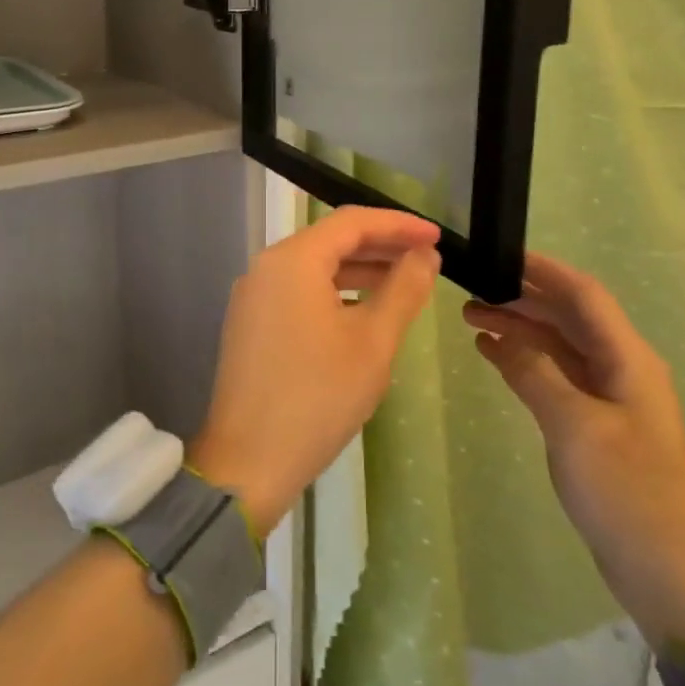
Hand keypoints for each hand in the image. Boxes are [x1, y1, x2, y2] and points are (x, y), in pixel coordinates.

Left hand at [190, 207, 440, 533]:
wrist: (248, 463)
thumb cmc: (317, 397)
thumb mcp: (372, 342)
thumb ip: (403, 289)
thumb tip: (425, 256)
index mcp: (293, 260)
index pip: (352, 222)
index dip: (398, 224)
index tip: (436, 238)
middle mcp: (266, 267)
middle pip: (331, 240)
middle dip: (381, 246)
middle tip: (426, 258)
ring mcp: (254, 296)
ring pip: (315, 268)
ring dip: (359, 271)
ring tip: (403, 284)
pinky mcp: (251, 324)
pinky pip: (299, 292)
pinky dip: (334, 293)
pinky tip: (363, 313)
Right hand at [464, 253, 684, 651]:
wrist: (666, 573)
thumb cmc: (626, 492)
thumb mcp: (574, 427)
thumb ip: (535, 372)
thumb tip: (500, 335)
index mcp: (628, 359)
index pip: (584, 295)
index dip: (544, 271)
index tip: (500, 255)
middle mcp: (621, 368)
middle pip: (568, 317)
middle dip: (522, 300)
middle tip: (470, 292)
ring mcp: (608, 397)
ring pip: (559, 346)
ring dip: (519, 329)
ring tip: (472, 319)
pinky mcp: (595, 423)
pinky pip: (556, 376)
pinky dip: (525, 361)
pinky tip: (493, 355)